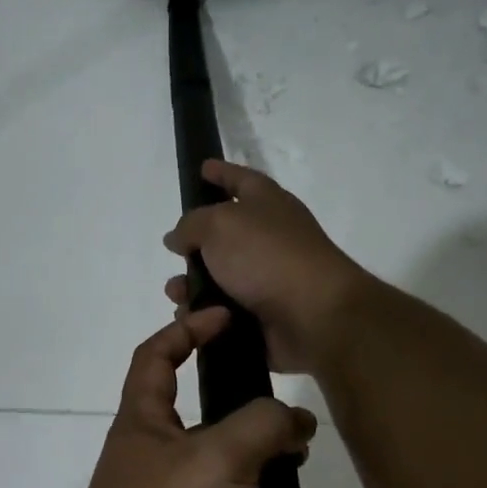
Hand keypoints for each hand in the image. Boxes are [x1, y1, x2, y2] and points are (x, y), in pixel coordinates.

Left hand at [42, 307, 337, 487]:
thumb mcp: (218, 459)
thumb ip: (262, 425)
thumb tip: (293, 422)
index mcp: (147, 425)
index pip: (157, 357)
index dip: (187, 330)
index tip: (226, 318)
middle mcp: (160, 464)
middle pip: (223, 434)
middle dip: (271, 446)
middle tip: (304, 457)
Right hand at [163, 160, 371, 373]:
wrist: (314, 316)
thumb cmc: (267, 256)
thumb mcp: (219, 225)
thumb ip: (191, 225)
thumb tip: (178, 238)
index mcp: (267, 204)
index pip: (239, 179)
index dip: (220, 172)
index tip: (202, 168)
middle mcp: (270, 238)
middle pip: (225, 234)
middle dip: (194, 244)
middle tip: (173, 252)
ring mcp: (268, 279)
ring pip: (218, 279)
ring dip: (192, 286)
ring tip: (176, 295)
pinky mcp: (264, 316)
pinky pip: (223, 313)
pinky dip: (204, 316)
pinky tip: (189, 319)